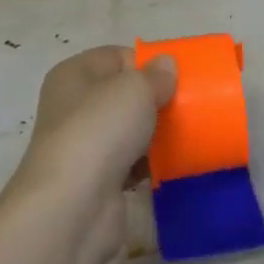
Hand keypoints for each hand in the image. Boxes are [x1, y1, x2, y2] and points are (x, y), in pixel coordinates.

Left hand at [6, 46, 175, 262]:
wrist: (74, 206)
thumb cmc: (100, 131)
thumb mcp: (135, 89)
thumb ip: (155, 74)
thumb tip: (165, 65)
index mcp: (74, 75)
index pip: (116, 57)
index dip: (147, 62)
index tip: (179, 76)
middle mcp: (73, 107)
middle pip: (123, 94)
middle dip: (155, 99)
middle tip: (189, 104)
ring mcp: (84, 146)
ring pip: (129, 130)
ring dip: (156, 133)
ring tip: (189, 132)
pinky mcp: (97, 180)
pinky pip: (131, 163)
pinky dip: (151, 164)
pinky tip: (175, 163)